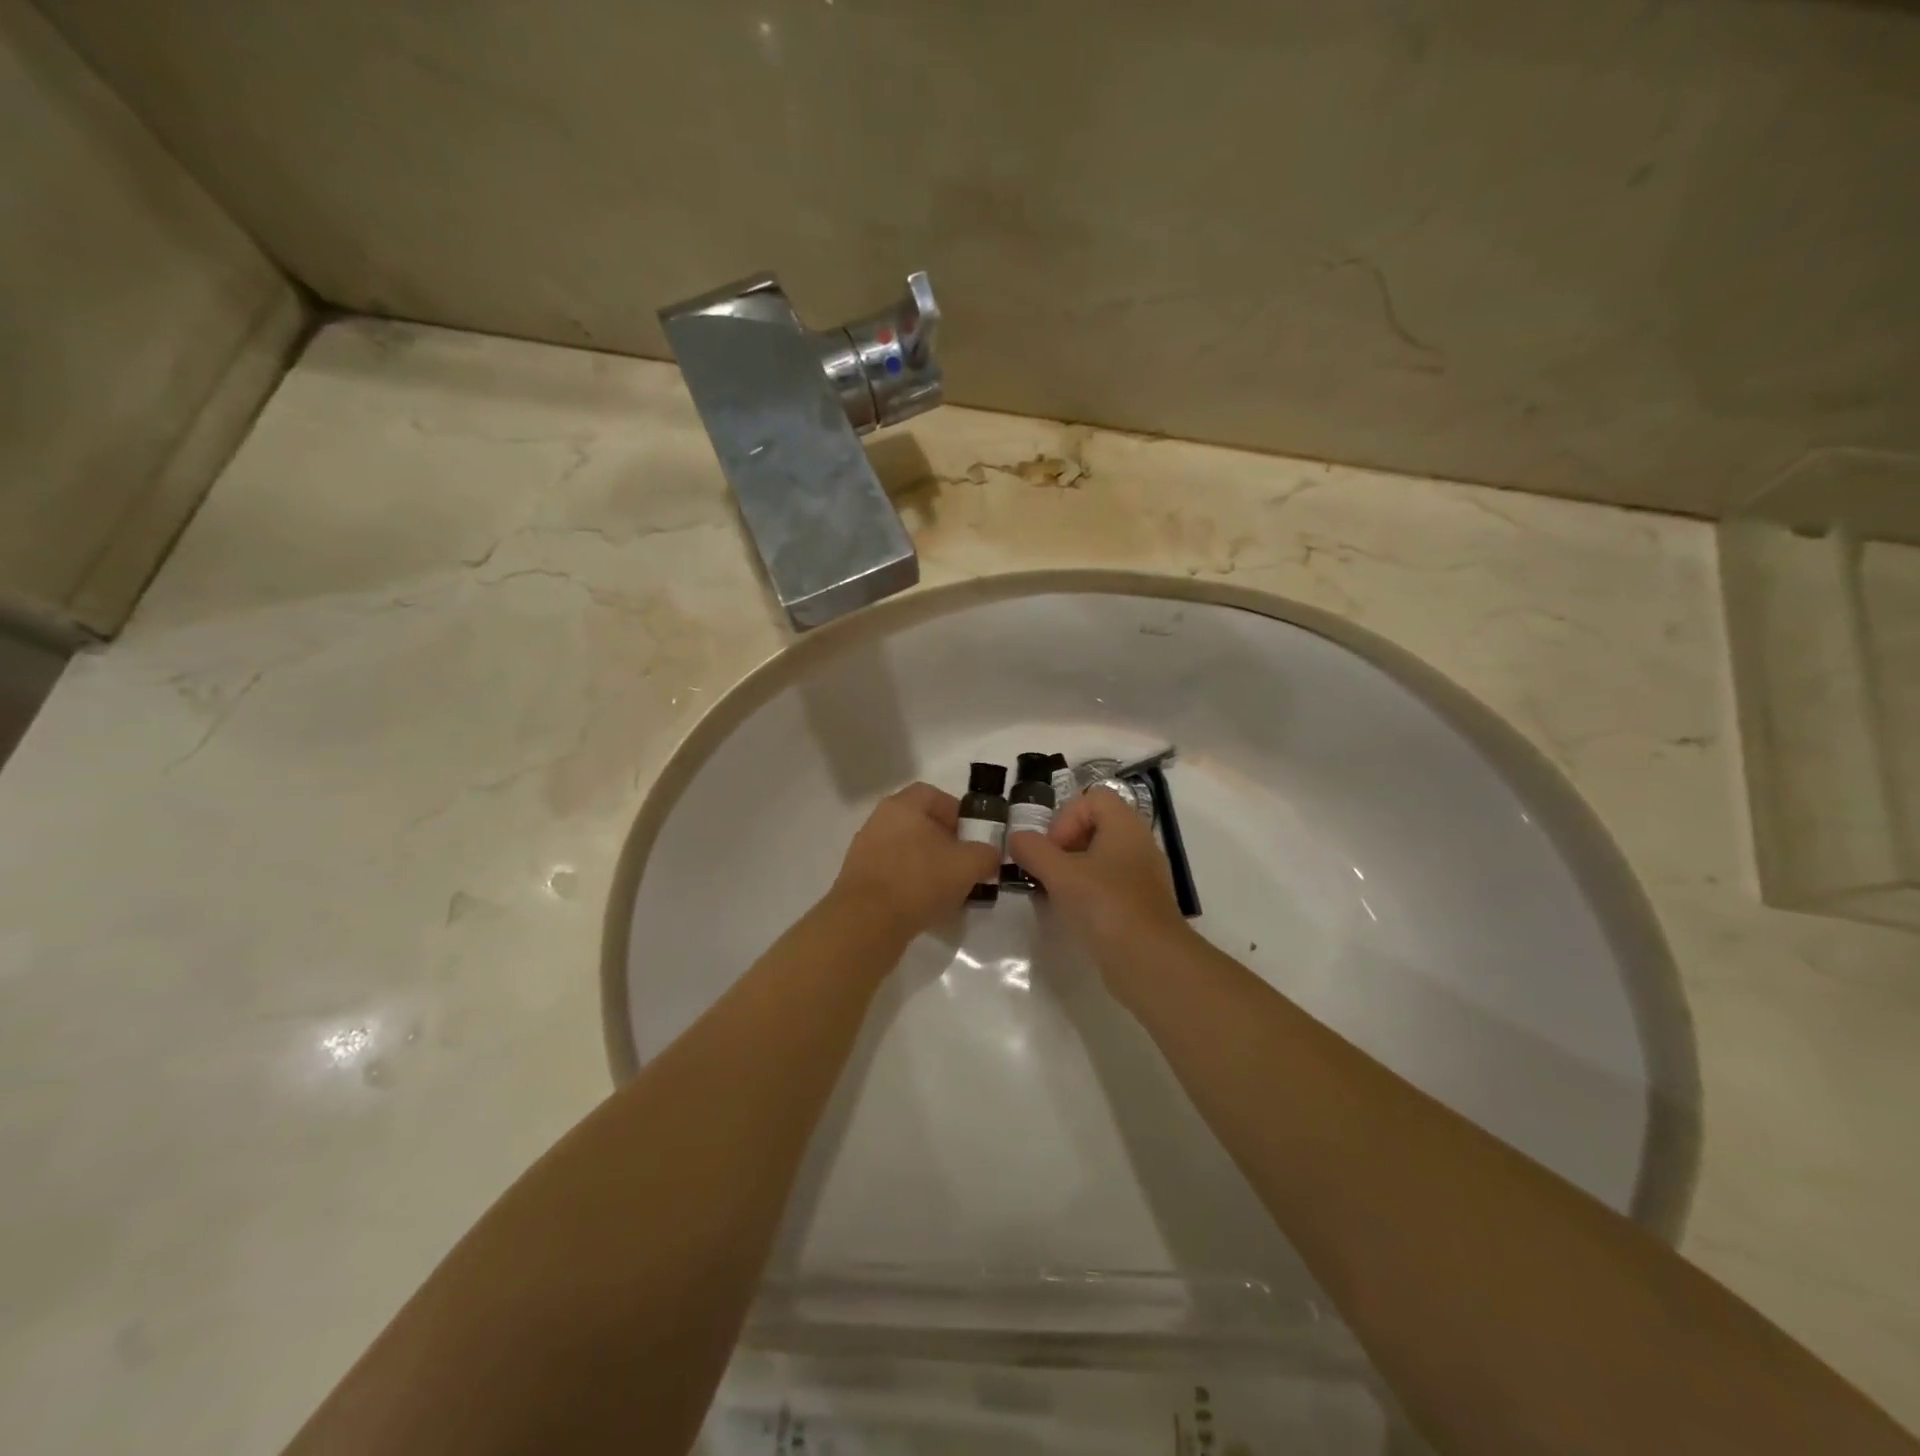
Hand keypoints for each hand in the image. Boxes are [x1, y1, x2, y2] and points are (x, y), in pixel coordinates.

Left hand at [831, 782, 1000, 942]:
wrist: (867, 922)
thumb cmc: (920, 880)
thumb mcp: (968, 865)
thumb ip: (986, 854)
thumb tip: (989, 855)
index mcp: (902, 806)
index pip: (933, 795)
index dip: (956, 812)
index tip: (972, 836)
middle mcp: (878, 821)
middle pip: (918, 823)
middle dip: (944, 841)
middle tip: (963, 863)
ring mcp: (864, 850)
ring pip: (905, 849)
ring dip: (927, 864)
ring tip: (947, 888)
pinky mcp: (857, 879)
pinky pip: (891, 873)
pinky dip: (909, 883)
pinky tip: (923, 904)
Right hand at [1007, 787, 1191, 978]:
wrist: (1150, 960)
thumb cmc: (1105, 904)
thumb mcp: (1060, 874)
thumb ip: (1034, 851)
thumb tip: (1017, 838)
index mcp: (1125, 825)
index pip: (1093, 798)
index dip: (1066, 816)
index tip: (1052, 848)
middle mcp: (1138, 843)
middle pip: (1096, 827)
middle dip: (1065, 845)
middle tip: (1047, 870)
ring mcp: (1142, 876)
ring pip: (1101, 858)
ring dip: (1073, 871)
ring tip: (1054, 893)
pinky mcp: (1141, 904)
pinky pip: (1109, 885)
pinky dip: (1088, 892)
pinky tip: (1073, 913)